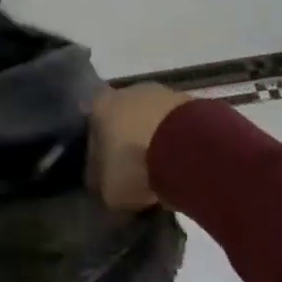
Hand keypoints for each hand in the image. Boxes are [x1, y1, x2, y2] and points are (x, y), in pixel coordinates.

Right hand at [89, 82, 191, 210]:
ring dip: (154, 139)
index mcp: (99, 105)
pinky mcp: (190, 102)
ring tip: (163, 170)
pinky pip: (177, 125)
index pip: (91, 124)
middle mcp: (127, 91)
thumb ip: (104, 185)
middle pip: (123, 118)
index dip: (98, 148)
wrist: (188, 148)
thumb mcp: (110, 190)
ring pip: (151, 119)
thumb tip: (107, 188)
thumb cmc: (135, 163)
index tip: (106, 170)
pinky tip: (183, 164)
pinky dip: (178, 141)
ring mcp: (161, 93)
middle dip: (128, 141)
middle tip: (135, 170)